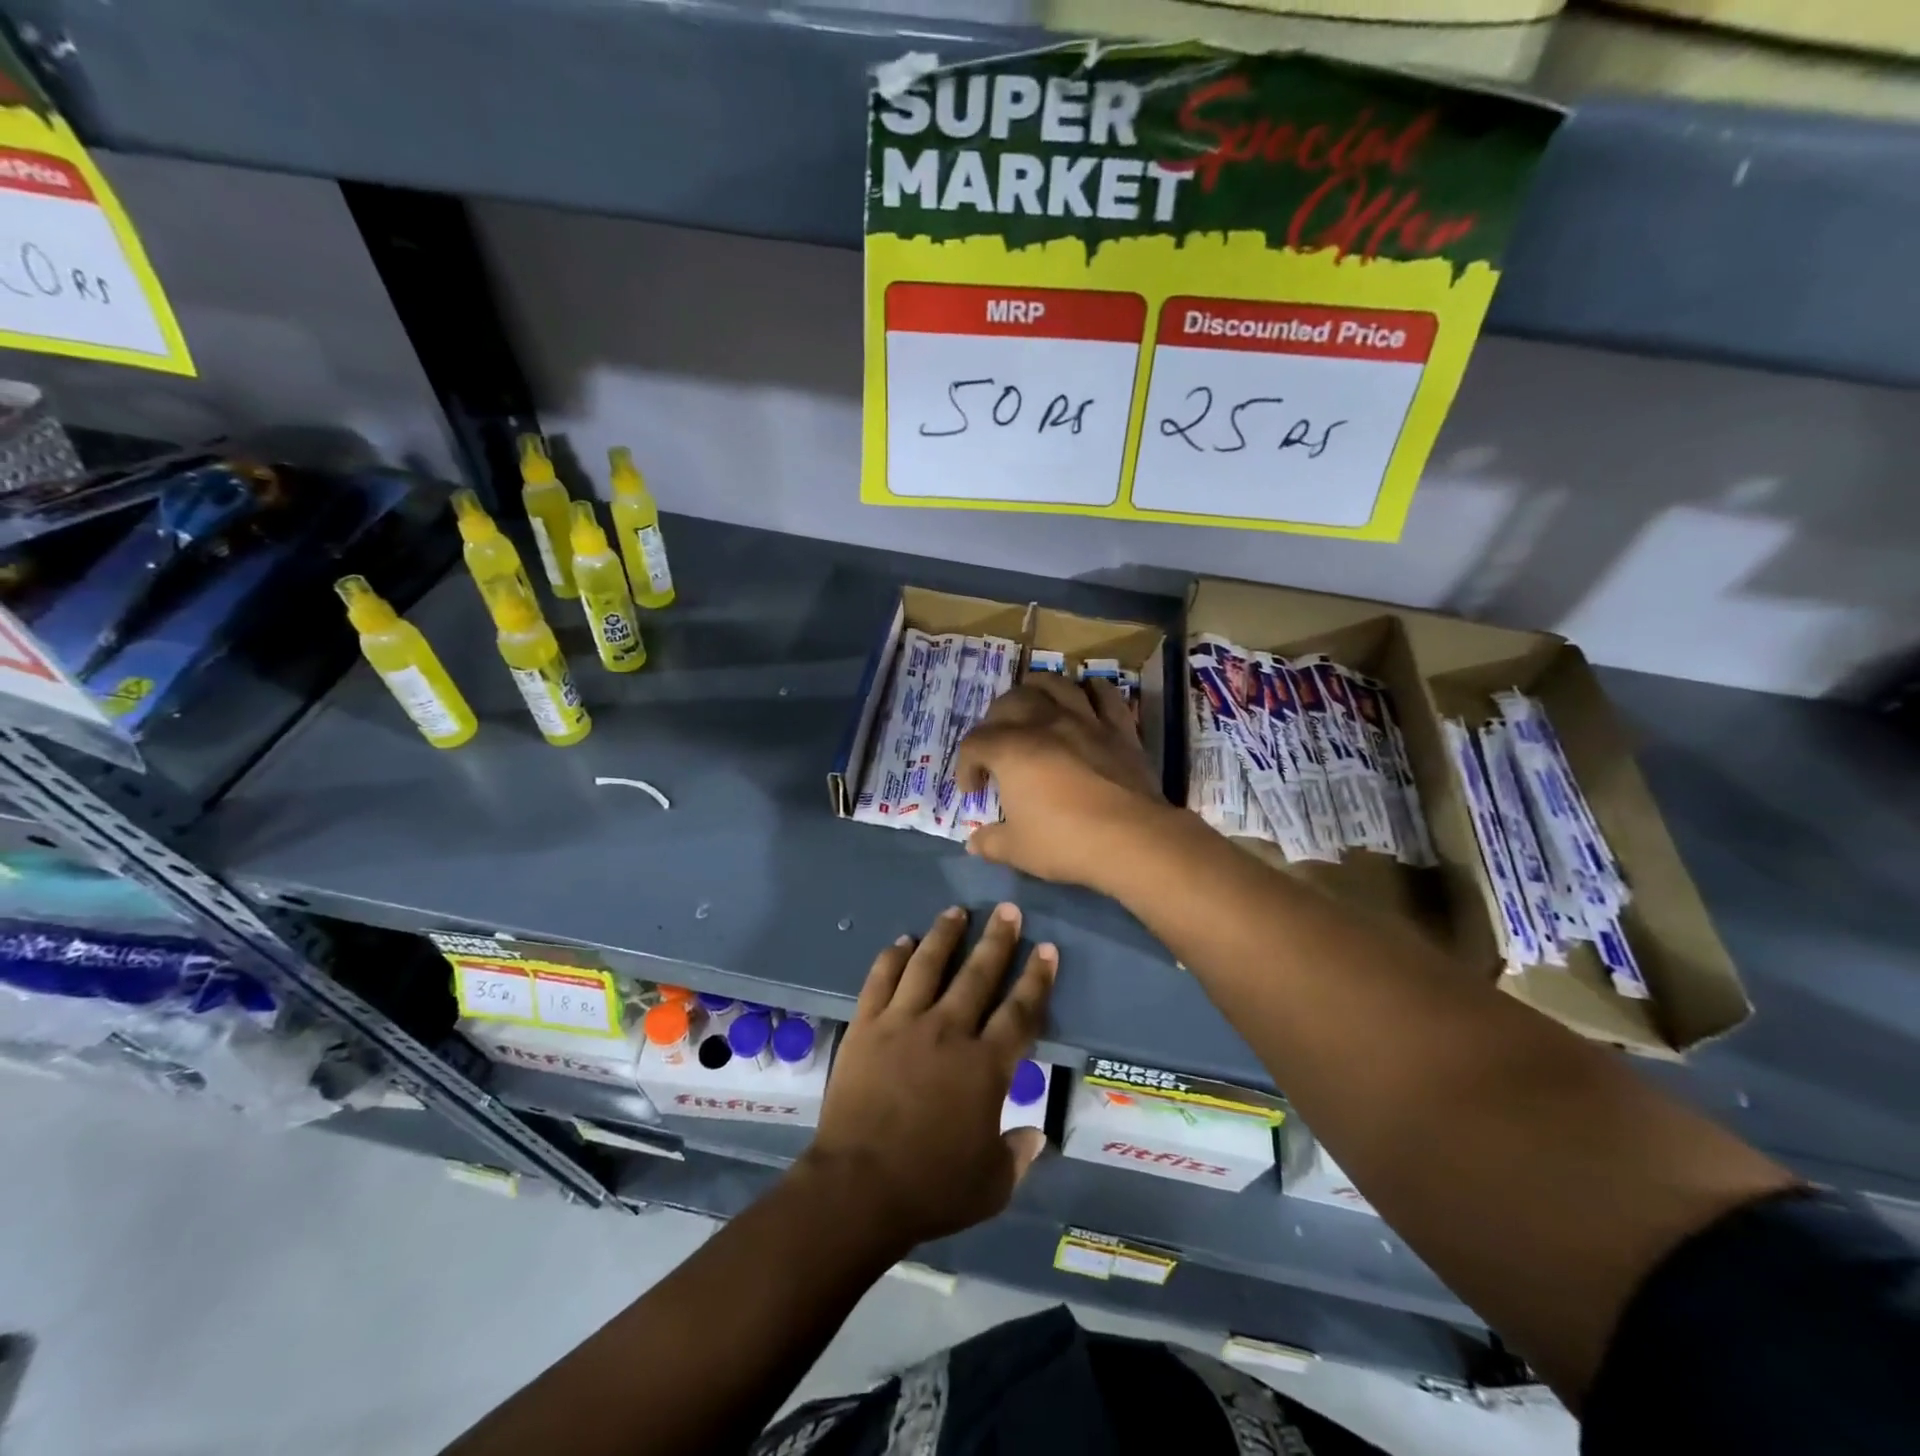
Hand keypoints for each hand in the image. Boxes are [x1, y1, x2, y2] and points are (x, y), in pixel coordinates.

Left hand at [800, 903, 1054, 1250]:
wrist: (858, 1188)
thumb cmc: (931, 1188)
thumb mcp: (992, 1184)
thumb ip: (1018, 1154)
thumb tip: (1036, 1134)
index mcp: (985, 1066)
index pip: (1020, 1011)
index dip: (1037, 979)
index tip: (1046, 949)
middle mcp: (948, 1031)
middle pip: (978, 974)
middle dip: (997, 940)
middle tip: (1009, 910)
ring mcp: (903, 1023)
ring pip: (928, 964)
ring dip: (945, 935)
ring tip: (956, 911)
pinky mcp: (867, 1026)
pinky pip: (881, 980)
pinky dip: (892, 957)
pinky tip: (902, 941)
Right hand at [955, 674, 1168, 888]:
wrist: (1131, 838)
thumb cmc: (1065, 842)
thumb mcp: (1017, 850)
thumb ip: (991, 842)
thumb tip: (974, 843)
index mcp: (1011, 750)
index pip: (975, 743)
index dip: (966, 766)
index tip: (973, 791)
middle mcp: (1044, 724)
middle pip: (1009, 702)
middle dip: (994, 721)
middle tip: (996, 747)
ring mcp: (1085, 720)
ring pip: (1055, 684)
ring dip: (1036, 689)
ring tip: (1032, 706)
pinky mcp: (1119, 728)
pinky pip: (1105, 695)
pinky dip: (1092, 689)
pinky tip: (1086, 695)